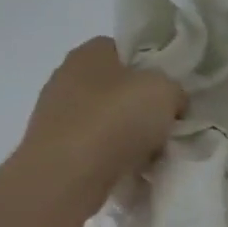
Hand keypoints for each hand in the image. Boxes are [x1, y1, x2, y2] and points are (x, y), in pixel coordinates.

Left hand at [16, 37, 186, 188]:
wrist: (65, 177)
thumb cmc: (115, 119)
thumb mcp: (166, 90)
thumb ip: (175, 89)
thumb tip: (172, 102)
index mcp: (91, 52)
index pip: (128, 50)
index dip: (154, 68)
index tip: (172, 91)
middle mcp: (66, 76)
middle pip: (119, 88)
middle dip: (143, 106)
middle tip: (166, 124)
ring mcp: (55, 114)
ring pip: (108, 120)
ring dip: (129, 135)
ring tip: (152, 154)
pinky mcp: (52, 148)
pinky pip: (94, 147)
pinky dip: (112, 157)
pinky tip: (128, 170)